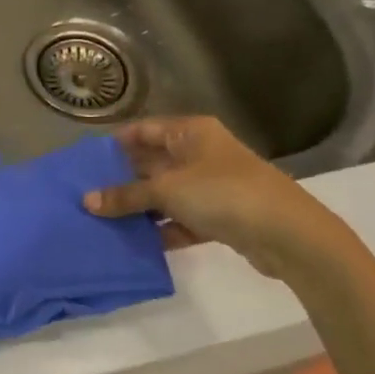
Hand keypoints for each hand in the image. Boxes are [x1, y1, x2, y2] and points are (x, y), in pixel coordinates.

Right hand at [84, 116, 355, 280]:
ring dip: (141, 208)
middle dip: (123, 180)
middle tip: (87, 195)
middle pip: (153, 163)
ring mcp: (212, 185)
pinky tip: (137, 243)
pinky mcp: (221, 216)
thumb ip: (126, 196)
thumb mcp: (167, 190)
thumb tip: (87, 201)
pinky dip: (163, 229)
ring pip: (166, 194)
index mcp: (190, 132)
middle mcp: (201, 153)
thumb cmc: (223, 193)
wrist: (288, 234)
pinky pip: (182, 219)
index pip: (143, 130)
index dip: (115, 144)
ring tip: (104, 221)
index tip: (85, 163)